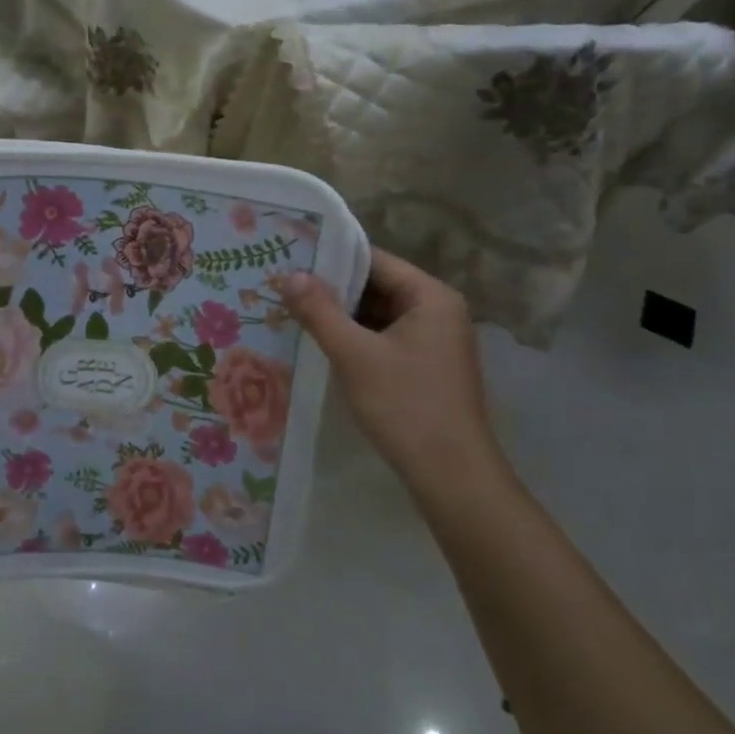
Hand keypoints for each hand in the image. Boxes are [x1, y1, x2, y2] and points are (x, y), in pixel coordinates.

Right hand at [283, 250, 506, 493]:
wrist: (451, 475)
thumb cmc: (405, 405)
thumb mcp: (354, 354)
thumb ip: (319, 311)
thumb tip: (289, 274)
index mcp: (431, 296)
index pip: (374, 260)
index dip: (331, 258)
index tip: (290, 259)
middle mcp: (438, 310)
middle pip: (377, 286)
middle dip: (332, 289)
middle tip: (283, 286)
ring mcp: (434, 340)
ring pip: (378, 314)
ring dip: (341, 315)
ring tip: (292, 310)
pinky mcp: (426, 366)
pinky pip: (384, 338)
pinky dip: (356, 338)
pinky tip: (321, 342)